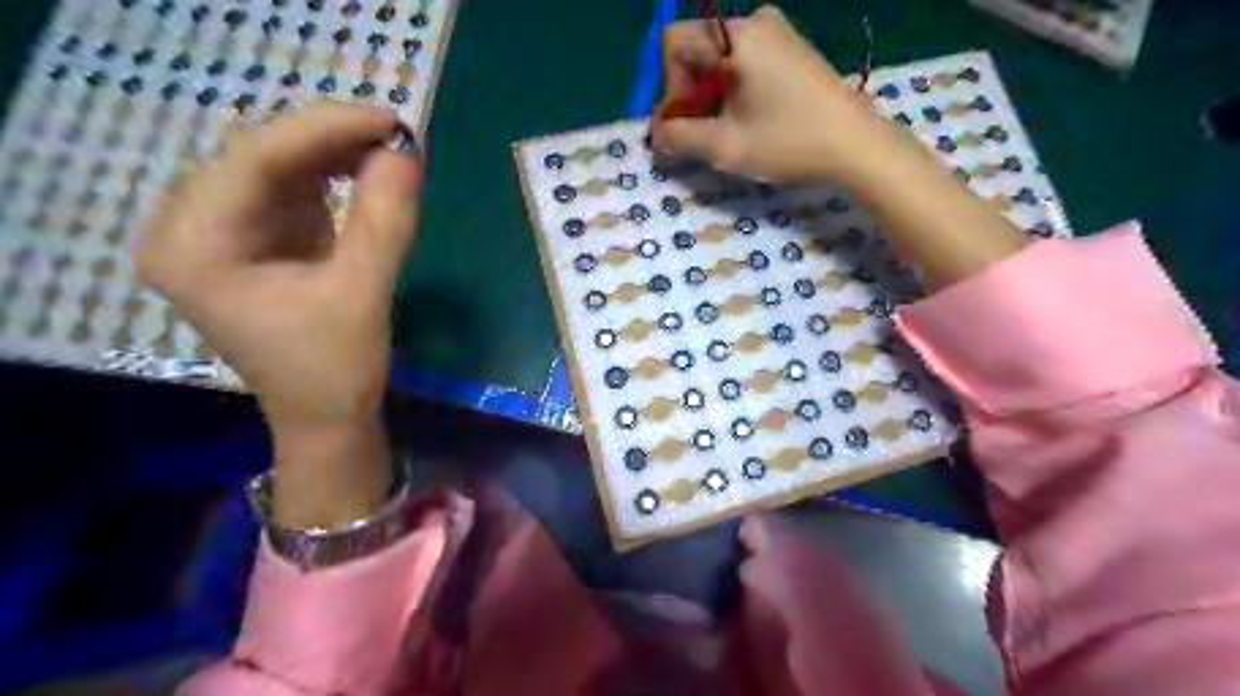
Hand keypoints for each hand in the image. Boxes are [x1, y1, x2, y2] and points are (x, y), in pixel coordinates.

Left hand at [137, 104, 421, 523]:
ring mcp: (221, 235)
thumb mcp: (363, 293)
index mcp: (193, 248)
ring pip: (276, 169)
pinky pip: (291, 191)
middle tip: (395, 136)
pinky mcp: (256, 242)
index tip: (388, 120)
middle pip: (258, 158)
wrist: (327, 418)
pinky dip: (332, 179)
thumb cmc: (335, 368)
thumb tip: (406, 152)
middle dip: (329, 141)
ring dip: (333, 156)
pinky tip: (366, 174)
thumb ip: (384, 221)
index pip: (252, 160)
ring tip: (388, 152)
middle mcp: (190, 230)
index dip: (323, 130)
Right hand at [652, 3, 896, 184]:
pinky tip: (748, 119)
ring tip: (727, 130)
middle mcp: (754, 22)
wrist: (854, 144)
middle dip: (690, 93)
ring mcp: (776, 32)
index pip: (675, 44)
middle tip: (703, 133)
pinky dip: (733, 88)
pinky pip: (743, 60)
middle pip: (697, 49)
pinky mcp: (790, 47)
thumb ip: (680, 136)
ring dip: (711, 95)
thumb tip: (657, 132)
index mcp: (737, 37)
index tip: (687, 122)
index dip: (670, 86)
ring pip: (719, 57)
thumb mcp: (725, 146)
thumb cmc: (788, 142)